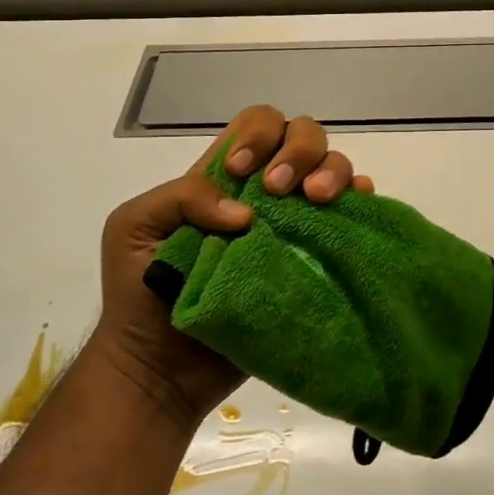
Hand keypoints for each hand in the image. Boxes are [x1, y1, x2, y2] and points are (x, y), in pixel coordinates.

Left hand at [94, 105, 374, 432]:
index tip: (243, 174)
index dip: (258, 135)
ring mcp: (293, 225)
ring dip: (331, 171)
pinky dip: (359, 199)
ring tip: (317, 200)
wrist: (161, 369)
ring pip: (332, 167)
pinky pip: (350, 216)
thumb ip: (181, 197)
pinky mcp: (313, 259)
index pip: (256, 125)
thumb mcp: (133, 228)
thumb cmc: (139, 295)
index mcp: (223, 178)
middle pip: (301, 136)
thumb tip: (246, 213)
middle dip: (299, 149)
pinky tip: (356, 203)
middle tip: (282, 190)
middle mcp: (264, 193)